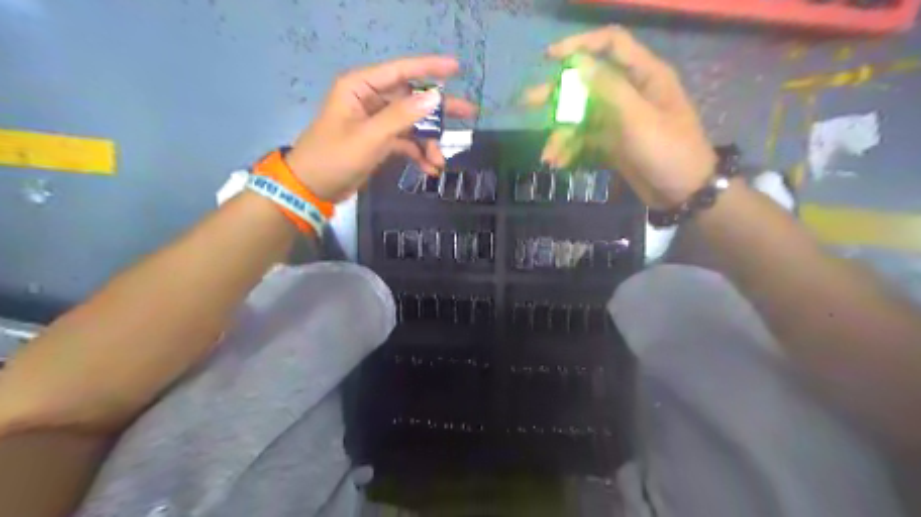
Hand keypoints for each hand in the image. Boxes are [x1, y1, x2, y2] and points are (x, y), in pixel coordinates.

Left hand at [287, 55, 474, 201]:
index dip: (430, 68)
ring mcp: (375, 122)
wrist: (312, 188)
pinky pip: (405, 142)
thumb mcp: (370, 137)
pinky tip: (428, 169)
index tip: (457, 69)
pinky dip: (417, 154)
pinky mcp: (378, 141)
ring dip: (428, 142)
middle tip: (469, 115)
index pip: (401, 71)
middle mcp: (370, 99)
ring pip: (411, 124)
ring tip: (440, 163)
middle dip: (438, 113)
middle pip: (412, 99)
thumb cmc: (334, 157)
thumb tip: (434, 99)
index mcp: (361, 87)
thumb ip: (402, 116)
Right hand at [524, 26, 710, 208]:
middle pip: (587, 83)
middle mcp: (629, 92)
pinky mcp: (612, 142)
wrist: (683, 193)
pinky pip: (585, 139)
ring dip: (562, 134)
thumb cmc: (668, 150)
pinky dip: (571, 150)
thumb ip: (609, 88)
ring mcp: (618, 119)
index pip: (610, 45)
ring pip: (581, 117)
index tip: (549, 58)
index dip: (579, 45)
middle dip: (557, 95)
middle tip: (527, 103)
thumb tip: (578, 62)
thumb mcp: (639, 118)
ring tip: (548, 157)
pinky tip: (559, 163)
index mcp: (643, 76)